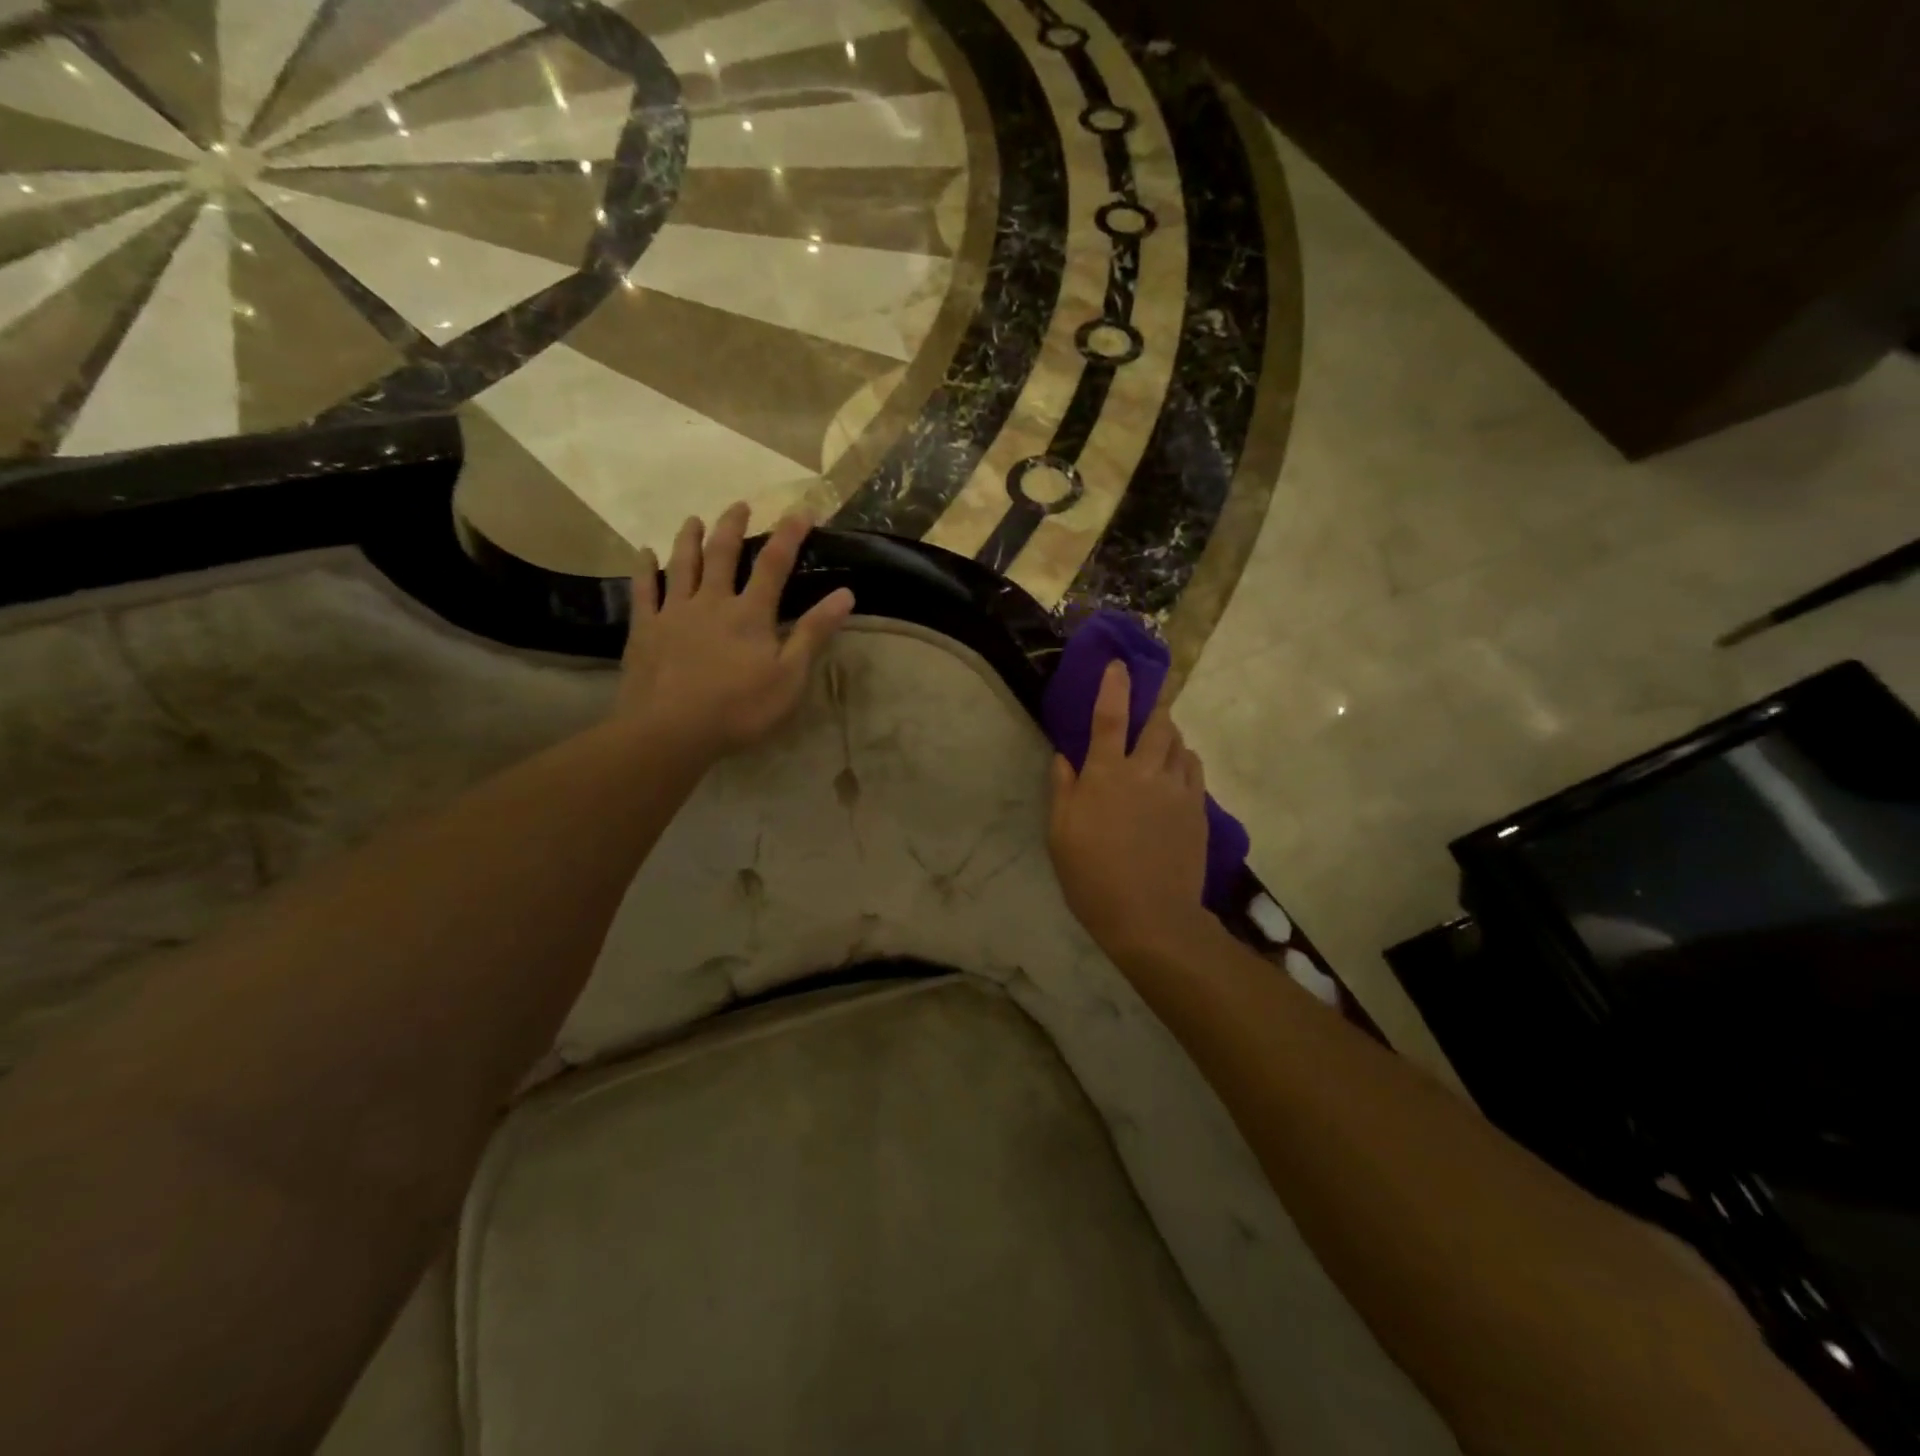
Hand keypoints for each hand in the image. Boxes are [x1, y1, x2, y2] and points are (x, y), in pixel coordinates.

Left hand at [615, 504, 854, 762]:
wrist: (671, 731)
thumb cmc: (739, 709)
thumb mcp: (790, 677)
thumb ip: (814, 634)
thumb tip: (846, 594)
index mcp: (750, 614)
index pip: (774, 564)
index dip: (789, 535)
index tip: (802, 510)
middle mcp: (712, 602)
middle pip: (722, 554)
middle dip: (733, 526)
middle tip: (740, 505)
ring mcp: (674, 613)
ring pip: (682, 564)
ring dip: (689, 538)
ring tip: (693, 518)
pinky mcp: (646, 630)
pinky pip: (643, 590)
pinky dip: (644, 568)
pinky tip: (643, 553)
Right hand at [1048, 661, 1214, 961]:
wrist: (1149, 916)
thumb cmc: (1092, 876)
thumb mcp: (1061, 834)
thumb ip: (1063, 789)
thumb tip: (1065, 757)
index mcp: (1106, 774)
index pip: (1110, 717)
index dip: (1115, 686)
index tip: (1121, 665)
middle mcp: (1145, 772)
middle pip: (1158, 723)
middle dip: (1153, 708)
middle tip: (1146, 710)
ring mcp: (1177, 790)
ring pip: (1180, 744)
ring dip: (1169, 735)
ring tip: (1159, 744)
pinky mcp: (1198, 810)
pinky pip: (1194, 770)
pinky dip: (1184, 761)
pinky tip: (1175, 773)